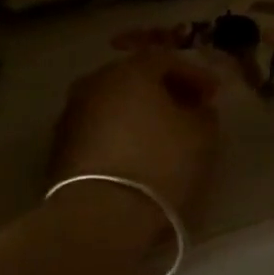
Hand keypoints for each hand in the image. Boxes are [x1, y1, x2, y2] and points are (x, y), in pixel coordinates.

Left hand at [48, 50, 220, 228]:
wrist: (100, 214)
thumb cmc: (159, 164)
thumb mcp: (201, 136)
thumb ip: (203, 113)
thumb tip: (195, 107)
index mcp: (130, 71)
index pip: (167, 60)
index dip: (194, 75)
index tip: (213, 94)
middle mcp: (95, 82)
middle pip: (135, 78)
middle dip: (162, 91)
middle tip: (186, 110)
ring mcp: (72, 113)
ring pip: (113, 103)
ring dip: (137, 113)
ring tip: (161, 135)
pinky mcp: (60, 145)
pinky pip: (99, 129)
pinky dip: (118, 134)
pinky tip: (134, 153)